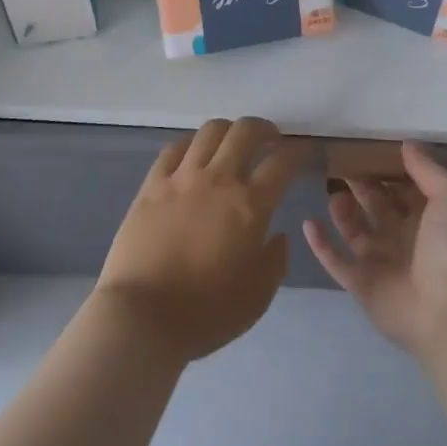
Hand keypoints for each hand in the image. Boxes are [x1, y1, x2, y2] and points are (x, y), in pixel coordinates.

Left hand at [95, 118, 297, 363]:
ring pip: (210, 131)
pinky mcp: (152, 184)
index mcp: (250, 206)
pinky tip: (194, 153)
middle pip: (245, 132)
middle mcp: (218, 180)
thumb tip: (277, 234)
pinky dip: (191, 144)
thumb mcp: (258, 296)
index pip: (282, 163)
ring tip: (233, 142)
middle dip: (264, 129)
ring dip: (229, 130)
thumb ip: (275, 260)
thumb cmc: (206, 313)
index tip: (304, 151)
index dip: (298, 152)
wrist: (142, 316)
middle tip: (270, 139)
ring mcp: (182, 178)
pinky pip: (174, 148)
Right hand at [304, 141, 446, 356]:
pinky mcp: (361, 284)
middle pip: (376, 205)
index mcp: (428, 217)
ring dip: (342, 211)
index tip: (366, 147)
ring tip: (332, 190)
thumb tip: (406, 143)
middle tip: (340, 162)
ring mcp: (381, 262)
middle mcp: (404, 237)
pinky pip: (336, 261)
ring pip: (355, 231)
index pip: (403, 186)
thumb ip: (427, 169)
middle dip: (361, 184)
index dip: (388, 168)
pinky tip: (308, 223)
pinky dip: (321, 244)